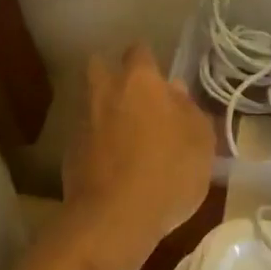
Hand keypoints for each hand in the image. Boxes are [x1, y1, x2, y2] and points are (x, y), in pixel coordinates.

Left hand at [63, 44, 214, 250]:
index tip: (161, 79)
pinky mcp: (69, 152)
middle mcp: (105, 92)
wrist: (114, 218)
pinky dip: (96, 142)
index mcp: (139, 81)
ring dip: (104, 110)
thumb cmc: (169, 172)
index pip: (139, 51)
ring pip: (91, 101)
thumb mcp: (201, 141)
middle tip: (134, 97)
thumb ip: (188, 109)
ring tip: (126, 134)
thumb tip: (175, 91)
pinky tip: (112, 162)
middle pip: (100, 66)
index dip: (150, 62)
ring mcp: (82, 121)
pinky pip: (85, 134)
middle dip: (113, 75)